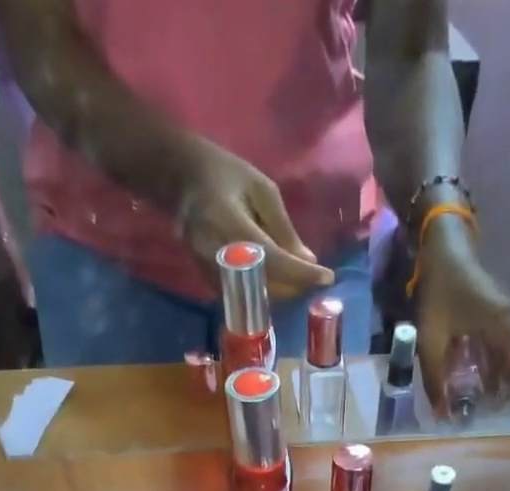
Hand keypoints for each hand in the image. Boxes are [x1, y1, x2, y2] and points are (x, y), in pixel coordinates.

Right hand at [175, 141, 335, 299]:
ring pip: (255, 296)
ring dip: (282, 292)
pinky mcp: (208, 282)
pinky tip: (279, 280)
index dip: (301, 273)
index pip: (272, 259)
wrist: (181, 179)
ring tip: (300, 279)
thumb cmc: (225, 174)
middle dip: (294, 286)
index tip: (327, 277)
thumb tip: (308, 261)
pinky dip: (265, 292)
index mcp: (229, 224)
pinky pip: (243, 296)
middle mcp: (216, 254)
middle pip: (264, 285)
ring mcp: (209, 272)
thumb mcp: (261, 189)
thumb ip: (283, 228)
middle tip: (316, 279)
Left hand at [413, 227, 509, 412]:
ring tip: (481, 400)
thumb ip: (435, 379)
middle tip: (488, 410)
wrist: (444, 247)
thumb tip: (440, 415)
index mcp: (506, 326)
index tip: (500, 409)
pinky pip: (505, 347)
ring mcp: (509, 318)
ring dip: (502, 379)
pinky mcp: (500, 316)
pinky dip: (496, 366)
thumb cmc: (440, 290)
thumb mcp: (430, 339)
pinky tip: (478, 380)